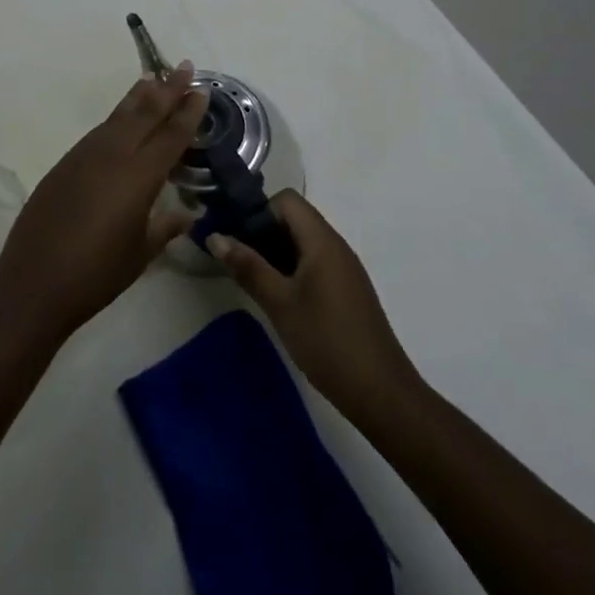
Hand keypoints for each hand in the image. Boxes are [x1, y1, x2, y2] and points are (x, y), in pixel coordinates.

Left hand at [0, 65, 206, 340]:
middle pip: (145, 113)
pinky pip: (98, 132)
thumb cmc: (96, 274)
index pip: (171, 136)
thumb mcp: (140, 254)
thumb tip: (187, 214)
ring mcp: (84, 156)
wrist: (34, 281)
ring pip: (118, 117)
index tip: (201, 89)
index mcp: (138, 176)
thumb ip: (164, 227)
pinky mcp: (64, 164)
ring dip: (138, 97)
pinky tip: (121, 119)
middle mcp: (112, 156)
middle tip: (184, 66)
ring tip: (153, 79)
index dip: (187, 112)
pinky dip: (115, 118)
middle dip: (167, 89)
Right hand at [209, 191, 416, 420]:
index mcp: (322, 240)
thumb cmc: (326, 340)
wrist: (380, 393)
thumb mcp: (279, 303)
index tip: (238, 238)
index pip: (287, 200)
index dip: (258, 211)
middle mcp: (336, 246)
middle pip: (294, 219)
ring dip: (275, 253)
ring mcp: (344, 269)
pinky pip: (314, 263)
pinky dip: (292, 270)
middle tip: (238, 261)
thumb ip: (247, 267)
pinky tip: (279, 298)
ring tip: (253, 280)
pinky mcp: (346, 290)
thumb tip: (215, 236)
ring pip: (303, 242)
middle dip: (262, 232)